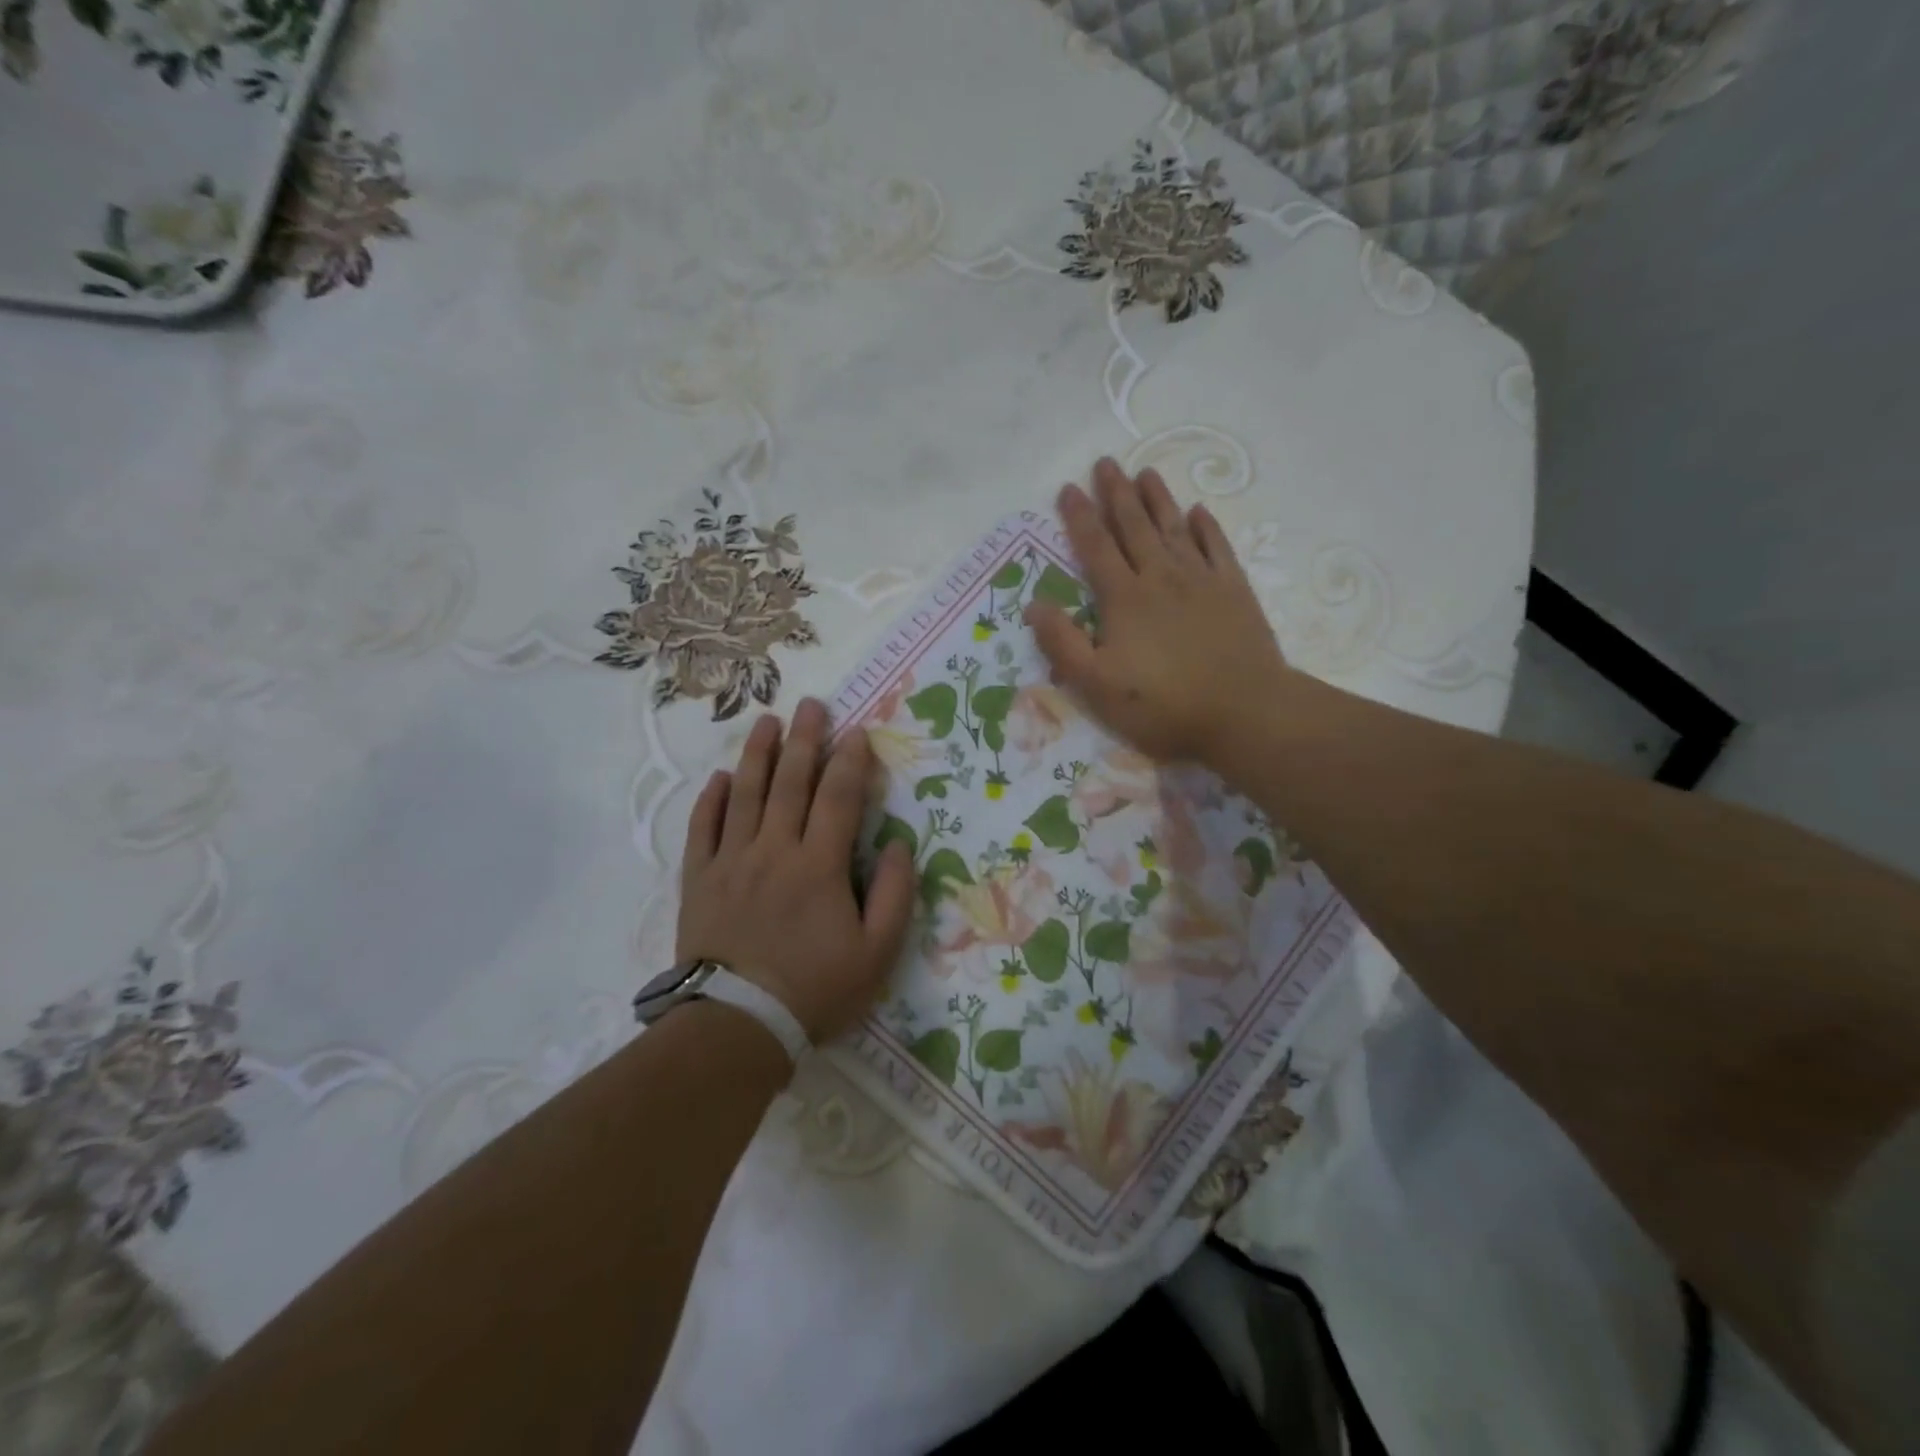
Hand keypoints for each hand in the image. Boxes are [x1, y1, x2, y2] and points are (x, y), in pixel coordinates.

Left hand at [677, 699, 915, 1043]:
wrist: (737, 1026)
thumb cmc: (814, 989)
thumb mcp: (876, 952)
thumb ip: (894, 895)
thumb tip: (900, 846)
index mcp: (819, 865)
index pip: (839, 798)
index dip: (851, 761)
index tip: (857, 733)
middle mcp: (774, 849)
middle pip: (791, 782)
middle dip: (805, 740)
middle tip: (811, 705)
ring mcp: (732, 860)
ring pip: (746, 794)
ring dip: (758, 754)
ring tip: (767, 721)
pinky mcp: (700, 879)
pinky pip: (703, 828)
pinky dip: (712, 800)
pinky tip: (721, 778)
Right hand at [1025, 458, 1289, 766]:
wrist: (1245, 712)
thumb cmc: (1163, 705)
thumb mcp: (1097, 686)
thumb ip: (1063, 644)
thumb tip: (1035, 605)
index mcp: (1124, 599)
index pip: (1095, 548)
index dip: (1079, 517)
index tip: (1068, 488)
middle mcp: (1161, 577)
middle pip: (1134, 526)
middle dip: (1117, 493)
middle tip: (1105, 462)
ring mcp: (1202, 580)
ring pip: (1174, 528)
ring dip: (1158, 499)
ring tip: (1145, 472)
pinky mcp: (1235, 591)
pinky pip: (1218, 547)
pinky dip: (1206, 527)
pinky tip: (1199, 512)